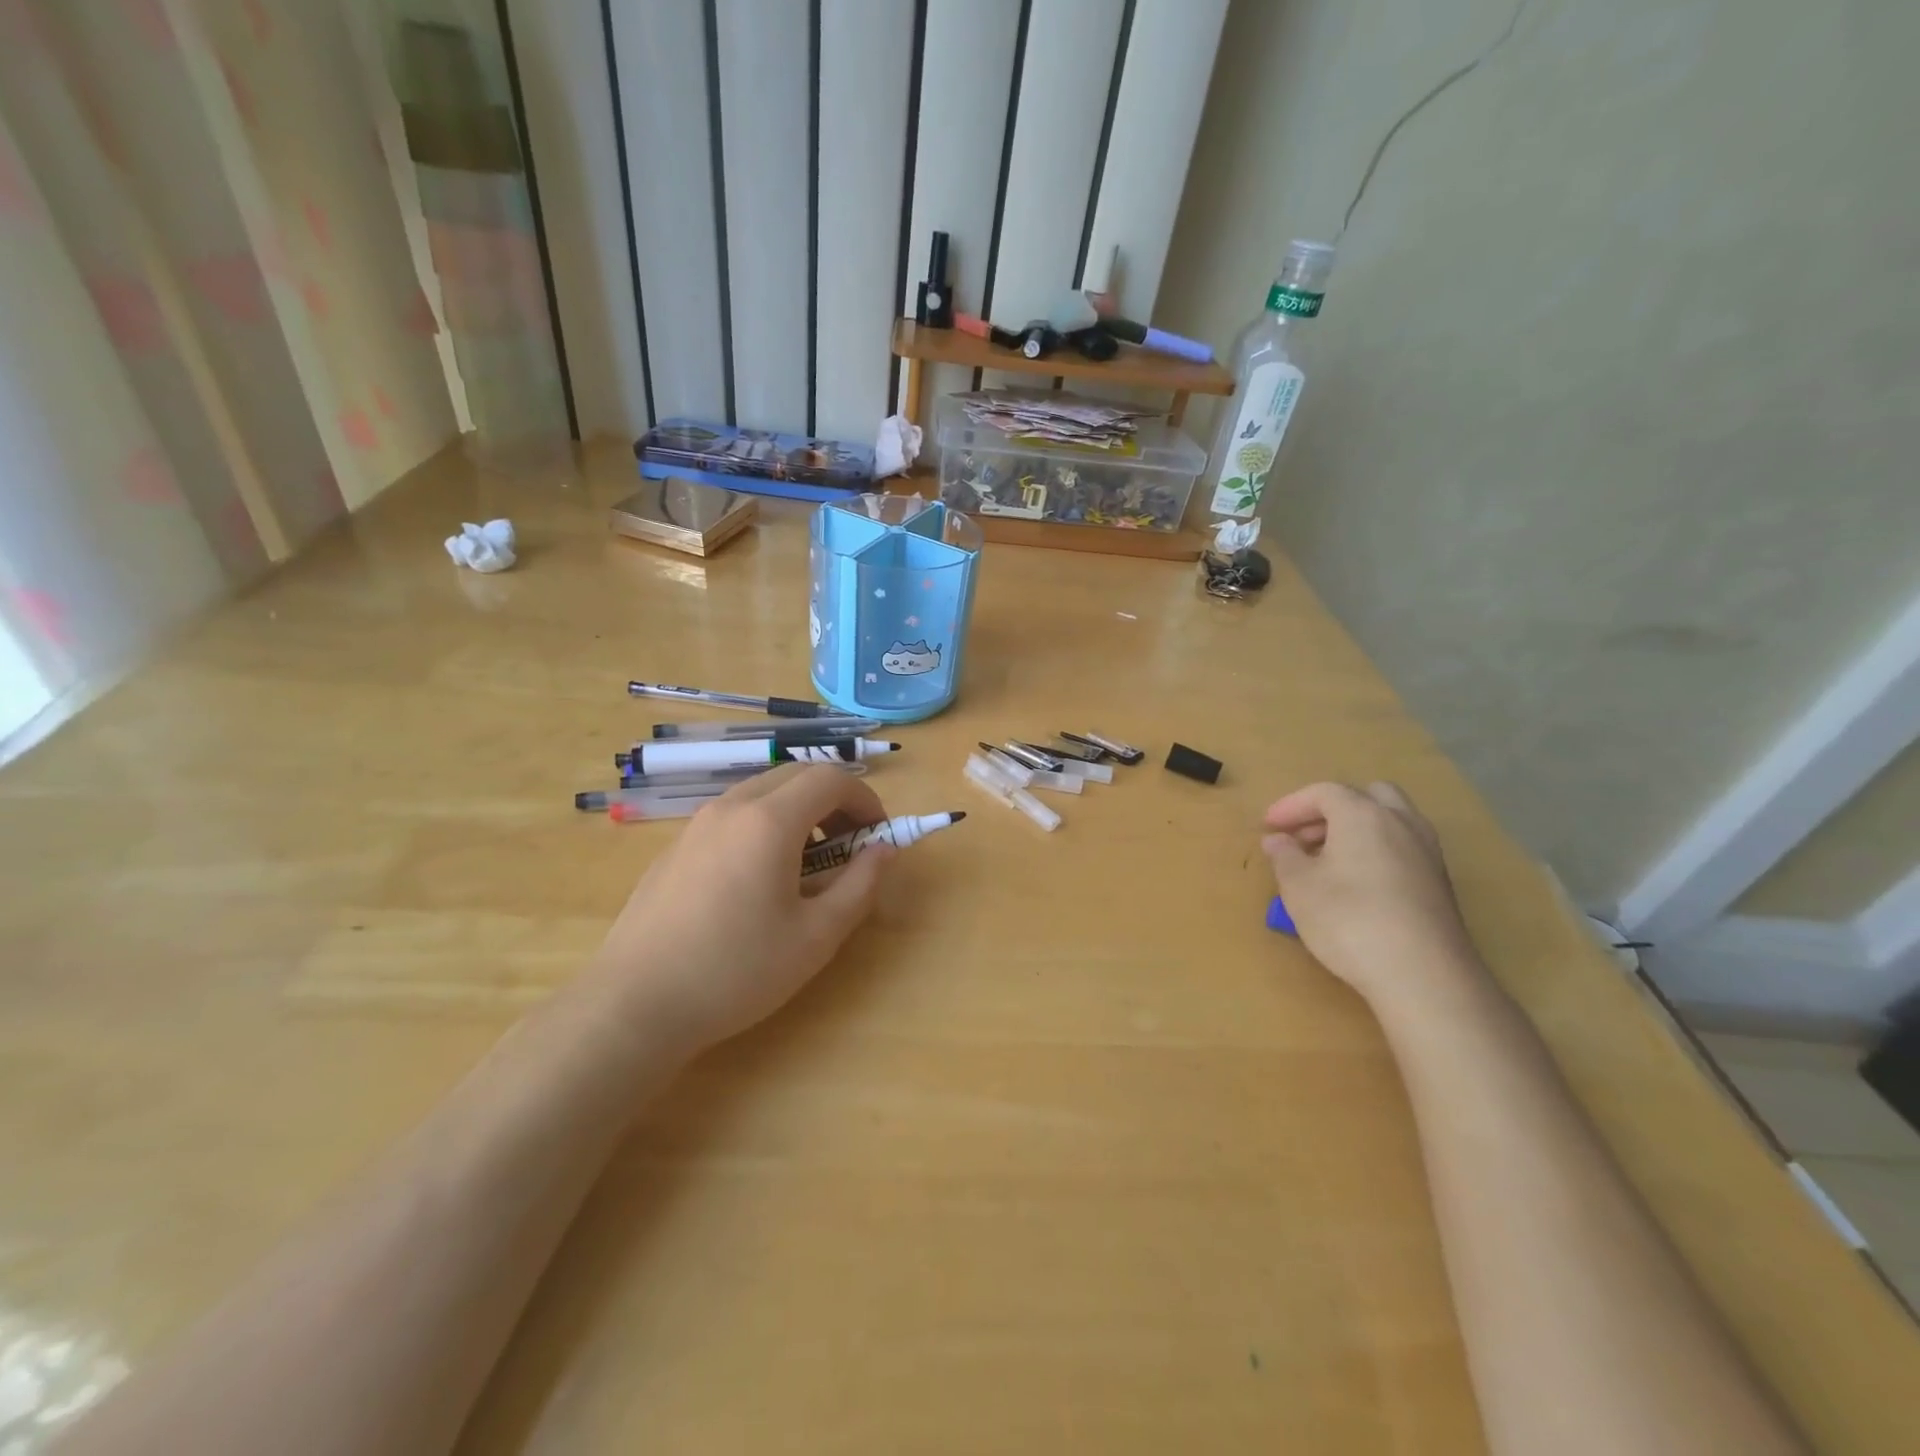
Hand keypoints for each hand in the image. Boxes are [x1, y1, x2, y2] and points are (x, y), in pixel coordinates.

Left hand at [587, 765, 894, 1055]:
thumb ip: (861, 885)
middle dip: (834, 802)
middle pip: (796, 776)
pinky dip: (764, 826)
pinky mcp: (675, 847)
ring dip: (799, 813)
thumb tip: (884, 850)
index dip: (865, 801)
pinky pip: (733, 816)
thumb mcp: (817, 936)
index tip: (878, 837)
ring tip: (807, 866)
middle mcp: (731, 807)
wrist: (634, 1005)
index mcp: (769, 821)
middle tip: (849, 847)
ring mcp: (697, 824)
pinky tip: (758, 881)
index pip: (831, 779)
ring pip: (762, 793)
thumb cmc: (737, 971)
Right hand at [1261, 781, 1486, 1011]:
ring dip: (1356, 830)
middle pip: (1366, 796)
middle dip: (1331, 810)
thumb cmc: (1349, 920)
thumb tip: (1277, 840)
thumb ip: (1284, 856)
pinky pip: (1403, 848)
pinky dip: (1377, 851)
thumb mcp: (1299, 887)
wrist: (1423, 975)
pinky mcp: (1439, 883)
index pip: (1323, 792)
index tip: (1269, 826)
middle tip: (1303, 836)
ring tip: (1327, 860)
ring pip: (1390, 821)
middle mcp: (1400, 823)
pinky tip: (1357, 884)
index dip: (1291, 805)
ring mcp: (1427, 852)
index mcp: (1363, 814)